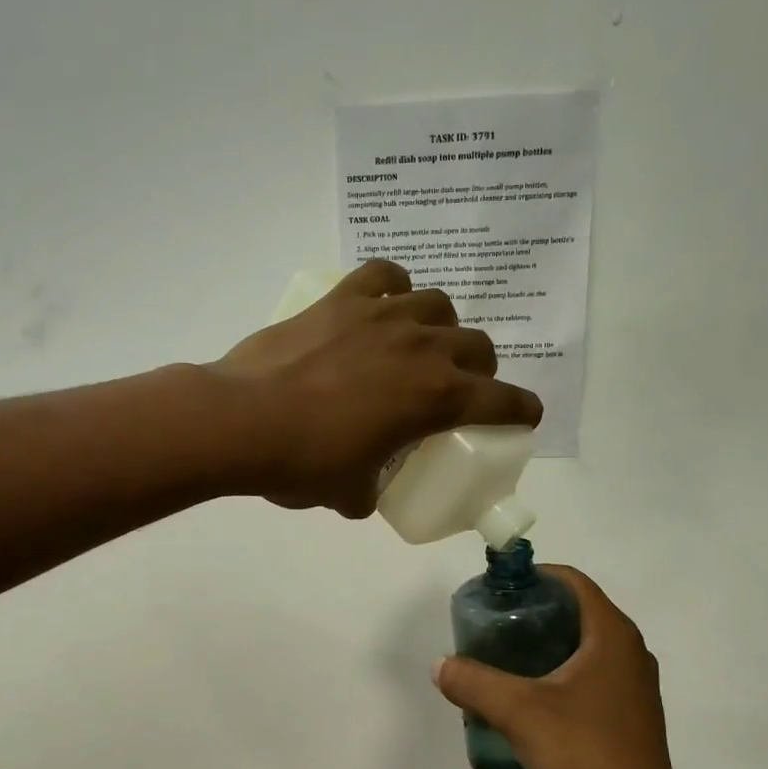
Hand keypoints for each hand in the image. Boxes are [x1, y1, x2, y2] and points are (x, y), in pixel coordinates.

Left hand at [213, 261, 541, 516]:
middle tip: (460, 388)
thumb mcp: (351, 493)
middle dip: (481, 369)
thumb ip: (370, 491)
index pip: (503, 401)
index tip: (525, 415)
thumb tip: (363, 492)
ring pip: (438, 304)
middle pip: (478, 346)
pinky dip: (393, 286)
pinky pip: (385, 274)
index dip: (522, 410)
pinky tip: (384, 302)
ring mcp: (383, 316)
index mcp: (436, 399)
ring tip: (421, 344)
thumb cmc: (304, 464)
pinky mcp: (343, 299)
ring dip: (442, 327)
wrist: (242, 422)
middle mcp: (422, 348)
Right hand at [432, 566, 687, 768]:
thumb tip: (440, 665)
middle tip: (492, 627)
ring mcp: (632, 688)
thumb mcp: (519, 712)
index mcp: (613, 636)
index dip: (536, 577)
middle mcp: (629, 653)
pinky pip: (589, 680)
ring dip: (545, 647)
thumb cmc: (583, 753)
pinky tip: (527, 701)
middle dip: (534, 613)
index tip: (499, 590)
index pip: (574, 583)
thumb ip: (474, 682)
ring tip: (502, 661)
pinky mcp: (628, 718)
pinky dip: (558, 677)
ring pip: (583, 649)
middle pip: (577, 613)